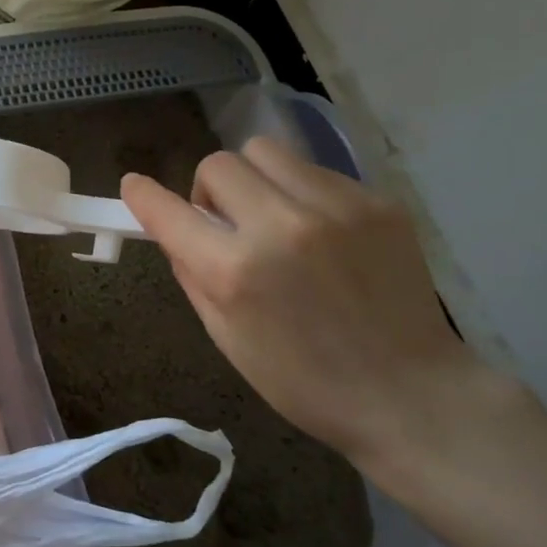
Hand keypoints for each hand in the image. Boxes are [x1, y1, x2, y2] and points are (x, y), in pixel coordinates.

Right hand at [121, 136, 515, 477]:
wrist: (411, 395)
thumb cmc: (304, 381)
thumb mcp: (226, 337)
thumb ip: (192, 273)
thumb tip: (174, 228)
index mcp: (236, 271)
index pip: (169, 210)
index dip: (143, 195)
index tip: (135, 187)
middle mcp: (282, 226)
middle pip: (219, 163)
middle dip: (210, 191)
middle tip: (228, 225)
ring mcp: (335, 207)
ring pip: (266, 151)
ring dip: (254, 179)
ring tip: (274, 217)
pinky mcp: (376, 202)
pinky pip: (314, 171)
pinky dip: (300, 193)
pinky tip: (321, 232)